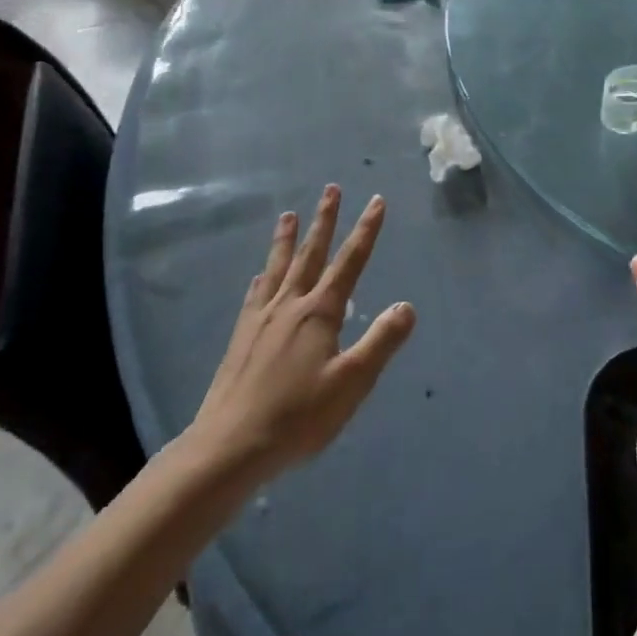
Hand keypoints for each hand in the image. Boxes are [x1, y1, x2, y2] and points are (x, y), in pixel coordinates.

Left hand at [180, 186, 415, 488]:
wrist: (229, 447)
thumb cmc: (298, 416)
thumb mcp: (352, 382)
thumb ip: (381, 341)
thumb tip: (407, 305)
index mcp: (319, 312)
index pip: (350, 261)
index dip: (366, 230)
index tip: (376, 200)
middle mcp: (290, 305)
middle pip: (311, 253)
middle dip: (324, 220)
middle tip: (331, 188)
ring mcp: (261, 319)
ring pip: (278, 267)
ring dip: (286, 239)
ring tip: (287, 215)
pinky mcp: (241, 338)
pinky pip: (255, 295)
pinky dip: (262, 278)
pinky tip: (259, 275)